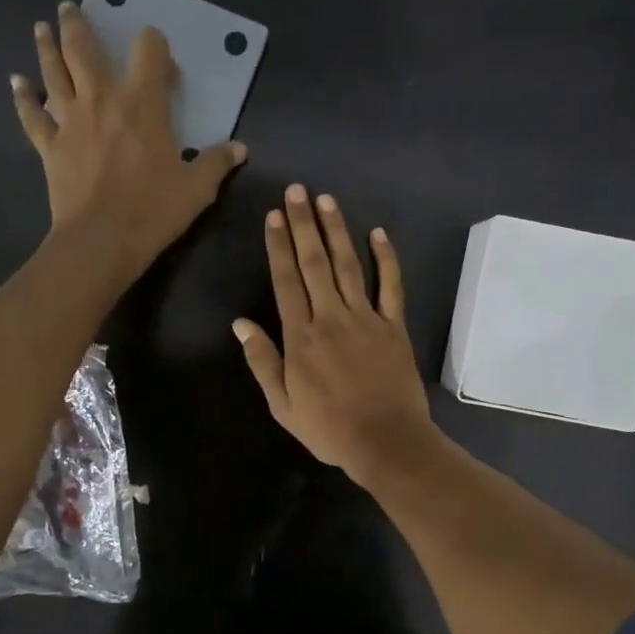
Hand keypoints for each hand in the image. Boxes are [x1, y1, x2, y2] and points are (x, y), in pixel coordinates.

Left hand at [13, 2, 245, 285]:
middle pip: (84, 50)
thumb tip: (240, 148)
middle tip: (70, 8)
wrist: (101, 240)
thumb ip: (217, 162)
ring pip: (53, 73)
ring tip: (41, 27)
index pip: (148, 51)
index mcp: (142, 104)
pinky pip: (32, 116)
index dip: (156, 48)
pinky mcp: (49, 146)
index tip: (162, 66)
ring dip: (47, 47)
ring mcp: (69, 121)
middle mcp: (102, 100)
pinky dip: (23, 98)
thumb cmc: (153, 210)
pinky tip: (16, 82)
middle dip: (78, 25)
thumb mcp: (197, 189)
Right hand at [233, 185, 438, 485]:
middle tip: (297, 191)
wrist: (386, 442)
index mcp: (301, 337)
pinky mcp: (394, 326)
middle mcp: (331, 317)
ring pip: (349, 266)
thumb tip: (240, 323)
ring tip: (327, 200)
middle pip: (314, 263)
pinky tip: (379, 233)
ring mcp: (366, 318)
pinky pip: (391, 286)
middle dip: (304, 224)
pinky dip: (386, 259)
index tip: (274, 216)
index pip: (286, 281)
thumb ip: (262, 361)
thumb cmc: (329, 428)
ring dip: (337, 231)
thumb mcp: (283, 404)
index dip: (278, 246)